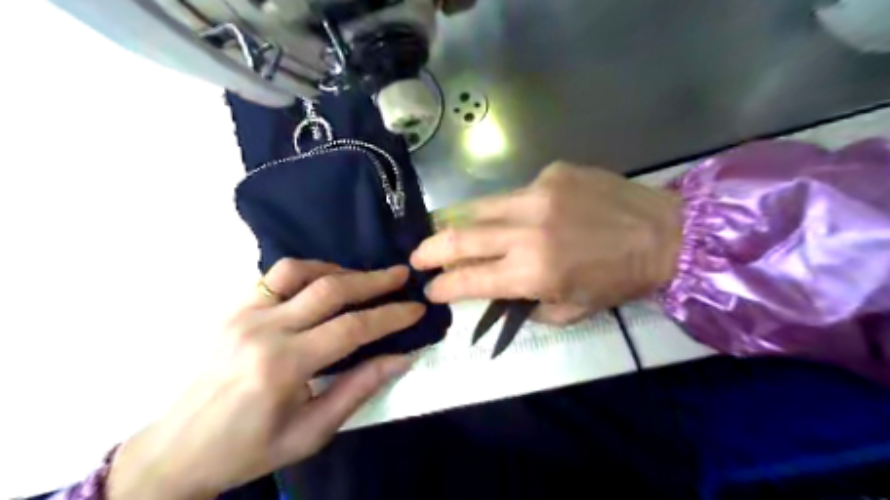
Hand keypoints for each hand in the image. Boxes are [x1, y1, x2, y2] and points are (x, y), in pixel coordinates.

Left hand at [106, 259, 423, 499]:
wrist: (176, 450)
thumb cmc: (249, 449)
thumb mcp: (311, 433)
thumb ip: (358, 389)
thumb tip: (401, 357)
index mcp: (283, 367)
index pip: (351, 328)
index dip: (390, 316)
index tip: (416, 308)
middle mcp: (264, 331)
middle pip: (330, 291)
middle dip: (374, 281)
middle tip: (402, 275)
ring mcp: (243, 313)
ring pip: (301, 271)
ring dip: (340, 270)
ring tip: (366, 277)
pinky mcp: (233, 307)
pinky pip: (275, 275)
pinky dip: (308, 270)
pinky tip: (325, 280)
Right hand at [410, 162, 682, 324]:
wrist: (666, 233)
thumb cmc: (619, 280)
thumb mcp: (572, 309)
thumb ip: (525, 305)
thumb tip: (494, 292)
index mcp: (534, 272)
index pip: (469, 279)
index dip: (443, 287)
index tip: (430, 290)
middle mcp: (528, 230)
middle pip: (461, 237)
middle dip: (431, 251)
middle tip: (417, 258)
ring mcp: (538, 193)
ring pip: (478, 207)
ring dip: (457, 224)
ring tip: (445, 232)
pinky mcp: (552, 173)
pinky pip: (514, 193)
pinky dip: (506, 209)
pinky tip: (518, 215)